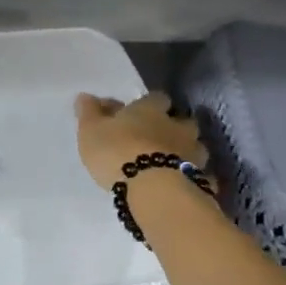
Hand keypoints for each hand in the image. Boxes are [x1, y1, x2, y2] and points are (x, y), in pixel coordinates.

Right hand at [75, 91, 207, 191]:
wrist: (152, 189)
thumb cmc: (117, 152)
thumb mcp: (91, 131)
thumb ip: (89, 112)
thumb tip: (84, 96)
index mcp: (150, 110)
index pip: (157, 97)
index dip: (151, 104)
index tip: (140, 113)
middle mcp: (177, 126)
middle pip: (183, 120)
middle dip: (174, 127)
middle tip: (159, 139)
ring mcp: (193, 153)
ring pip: (196, 147)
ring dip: (186, 152)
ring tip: (172, 164)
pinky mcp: (200, 178)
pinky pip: (201, 175)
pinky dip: (194, 178)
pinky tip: (184, 186)